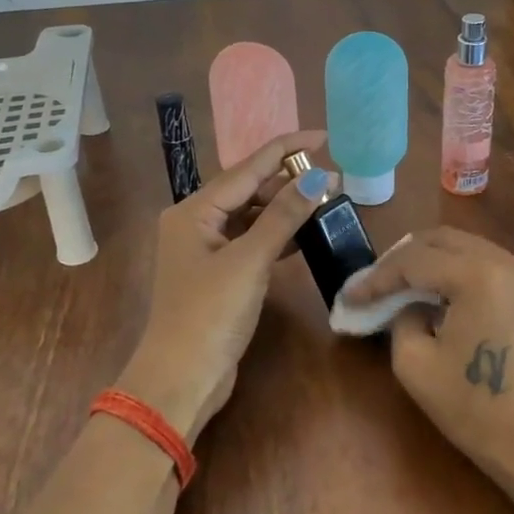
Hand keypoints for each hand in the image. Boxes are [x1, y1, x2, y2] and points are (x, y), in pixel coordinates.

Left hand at [118, 130, 334, 438]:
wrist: (182, 377)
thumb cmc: (210, 313)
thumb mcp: (250, 260)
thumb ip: (283, 216)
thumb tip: (318, 176)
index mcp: (193, 210)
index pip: (246, 168)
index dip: (285, 149)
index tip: (322, 136)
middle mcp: (195, 223)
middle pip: (247, 189)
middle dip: (287, 181)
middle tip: (330, 177)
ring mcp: (205, 250)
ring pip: (251, 216)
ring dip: (284, 208)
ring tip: (323, 200)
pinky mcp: (218, 274)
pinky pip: (251, 241)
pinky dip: (276, 235)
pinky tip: (304, 234)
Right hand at [343, 228, 513, 499]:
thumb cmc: (473, 409)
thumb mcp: (415, 363)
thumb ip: (402, 318)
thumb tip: (409, 303)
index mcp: (479, 275)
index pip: (415, 261)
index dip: (377, 277)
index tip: (350, 296)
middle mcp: (509, 261)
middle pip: (443, 239)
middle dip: (403, 257)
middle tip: (375, 282)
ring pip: (468, 247)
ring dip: (432, 261)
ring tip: (402, 286)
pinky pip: (489, 264)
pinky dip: (459, 271)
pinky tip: (439, 294)